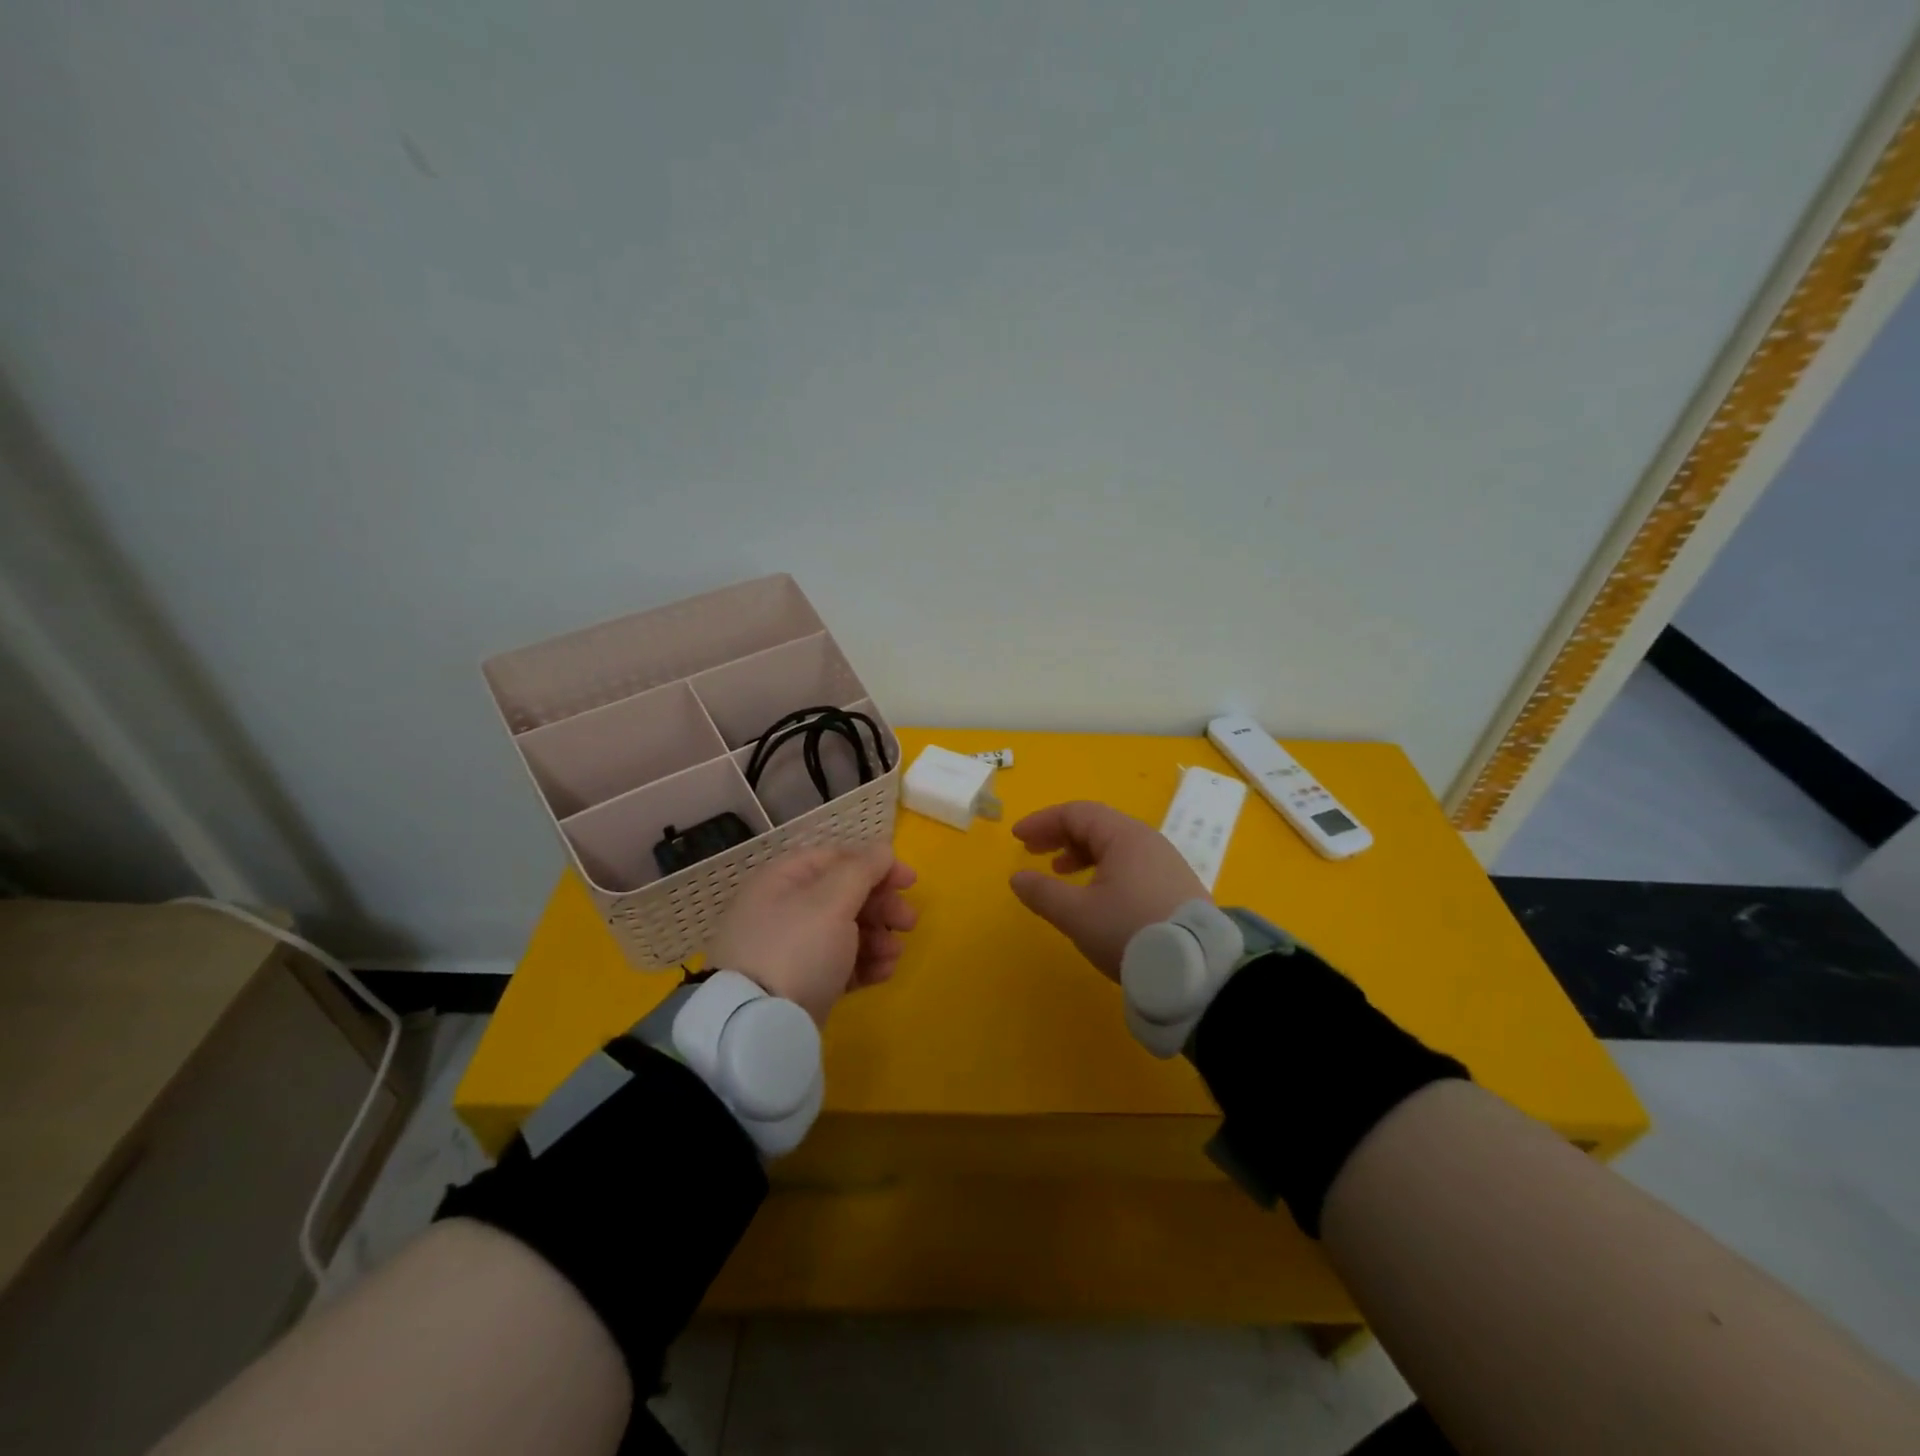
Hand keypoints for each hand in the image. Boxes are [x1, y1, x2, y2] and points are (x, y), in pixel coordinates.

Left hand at [705, 843, 917, 1025]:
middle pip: (844, 896)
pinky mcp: (801, 984)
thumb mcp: (831, 901)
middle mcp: (784, 910)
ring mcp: (791, 950)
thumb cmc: (797, 949)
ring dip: (878, 938)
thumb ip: (862, 870)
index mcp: (783, 880)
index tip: (909, 882)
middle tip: (909, 922)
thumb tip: (882, 848)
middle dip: (881, 907)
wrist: (759, 1026)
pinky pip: (839, 965)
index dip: (875, 865)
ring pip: (845, 932)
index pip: (836, 859)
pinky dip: (864, 965)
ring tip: (895, 954)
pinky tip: (884, 973)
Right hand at [1008, 801, 1207, 980]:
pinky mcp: (1176, 886)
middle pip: (1097, 825)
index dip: (1043, 822)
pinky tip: (1097, 894)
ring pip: (1115, 845)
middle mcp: (1148, 841)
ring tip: (1061, 872)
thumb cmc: (1129, 931)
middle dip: (1061, 835)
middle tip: (1033, 851)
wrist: (1198, 970)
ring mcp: (1167, 863)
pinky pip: (1132, 863)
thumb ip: (1043, 893)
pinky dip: (1104, 868)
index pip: (1076, 813)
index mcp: (1124, 837)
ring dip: (1082, 853)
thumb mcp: (1077, 915)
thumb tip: (1018, 878)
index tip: (1017, 838)